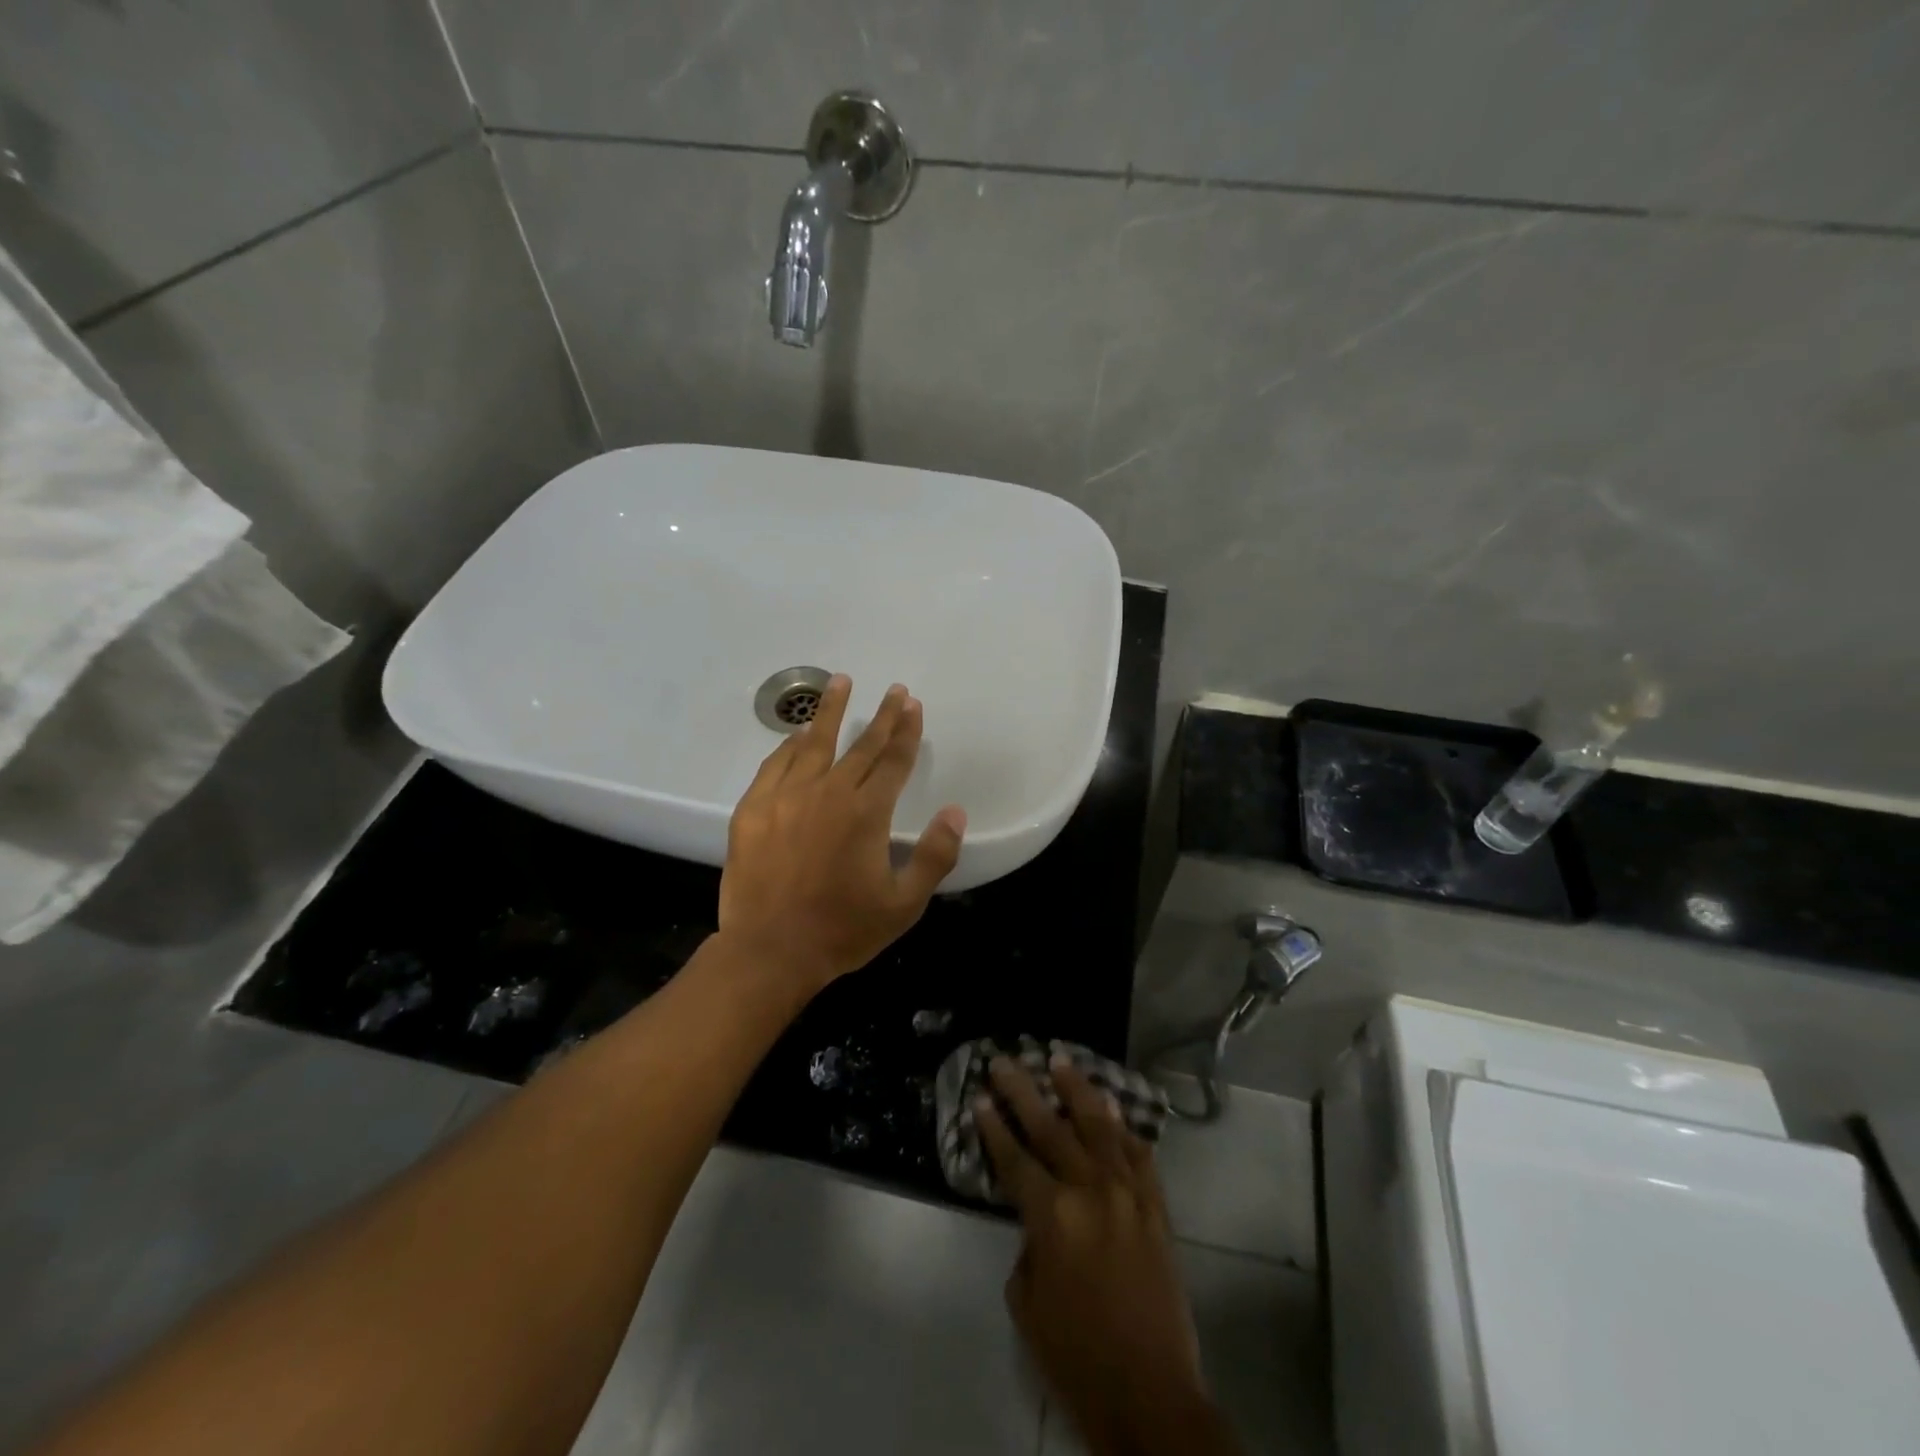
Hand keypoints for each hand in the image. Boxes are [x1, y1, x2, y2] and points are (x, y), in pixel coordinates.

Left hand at [718, 674, 966, 995]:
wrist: (770, 951)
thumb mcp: (904, 904)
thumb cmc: (843, 930)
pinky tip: (797, 735)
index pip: (893, 761)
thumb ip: (935, 856)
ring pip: (812, 743)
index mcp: (866, 813)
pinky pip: (775, 765)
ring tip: (840, 682)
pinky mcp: (753, 809)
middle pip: (860, 745)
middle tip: (893, 689)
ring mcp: (785, 797)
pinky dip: (790, 745)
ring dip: (829, 711)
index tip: (912, 704)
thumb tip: (955, 812)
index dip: (906, 731)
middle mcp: (828, 793)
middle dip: (881, 715)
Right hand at [977, 1058, 1241, 1455]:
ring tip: (1061, 1059)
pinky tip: (1112, 1107)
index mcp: (1052, 1216)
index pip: (1015, 1158)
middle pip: (1051, 1128)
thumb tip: (1038, 1219)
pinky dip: (1124, 1129)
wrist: (1151, 1394)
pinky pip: (1139, 1155)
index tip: (980, 1096)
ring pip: (1100, 1127)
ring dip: (1077, 1090)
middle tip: (1005, 1060)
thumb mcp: (1028, 1304)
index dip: (994, 1127)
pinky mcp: (1156, 1208)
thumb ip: (1028, 1246)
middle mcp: (1090, 1191)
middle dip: (1024, 1091)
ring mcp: (1129, 1195)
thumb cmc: (1076, 1356)